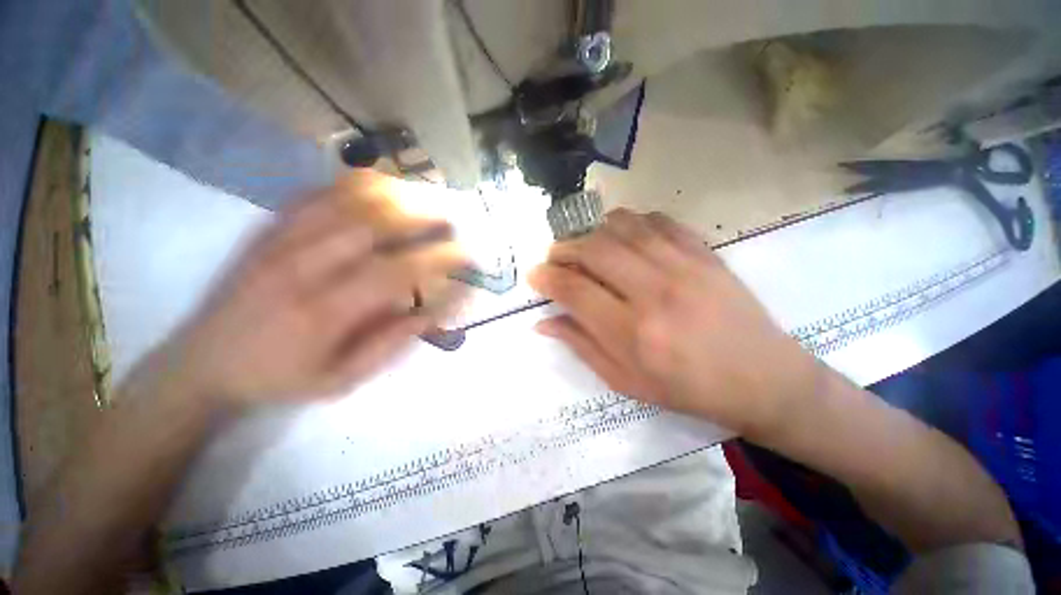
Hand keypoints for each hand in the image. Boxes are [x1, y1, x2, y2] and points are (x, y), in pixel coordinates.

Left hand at [129, 174, 466, 410]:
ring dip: (394, 194)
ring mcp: (280, 242)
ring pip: (344, 201)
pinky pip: (315, 195)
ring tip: (427, 195)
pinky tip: (381, 184)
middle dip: (422, 215)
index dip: (436, 259)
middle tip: (454, 216)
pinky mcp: (267, 230)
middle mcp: (302, 268)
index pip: (394, 273)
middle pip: (372, 225)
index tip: (465, 253)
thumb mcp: (340, 380)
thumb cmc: (279, 378)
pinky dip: (353, 184)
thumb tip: (431, 313)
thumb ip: (389, 345)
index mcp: (323, 313)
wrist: (202, 364)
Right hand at [529, 209, 819, 436]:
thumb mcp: (625, 381)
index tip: (535, 275)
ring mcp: (684, 266)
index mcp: (633, 333)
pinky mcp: (704, 252)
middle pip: (593, 249)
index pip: (574, 290)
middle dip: (564, 248)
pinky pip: (656, 220)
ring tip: (585, 245)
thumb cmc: (687, 389)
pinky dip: (630, 222)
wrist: (763, 379)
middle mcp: (655, 292)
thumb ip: (581, 346)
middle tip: (555, 258)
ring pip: (622, 226)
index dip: (546, 278)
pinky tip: (623, 237)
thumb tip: (543, 322)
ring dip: (593, 230)